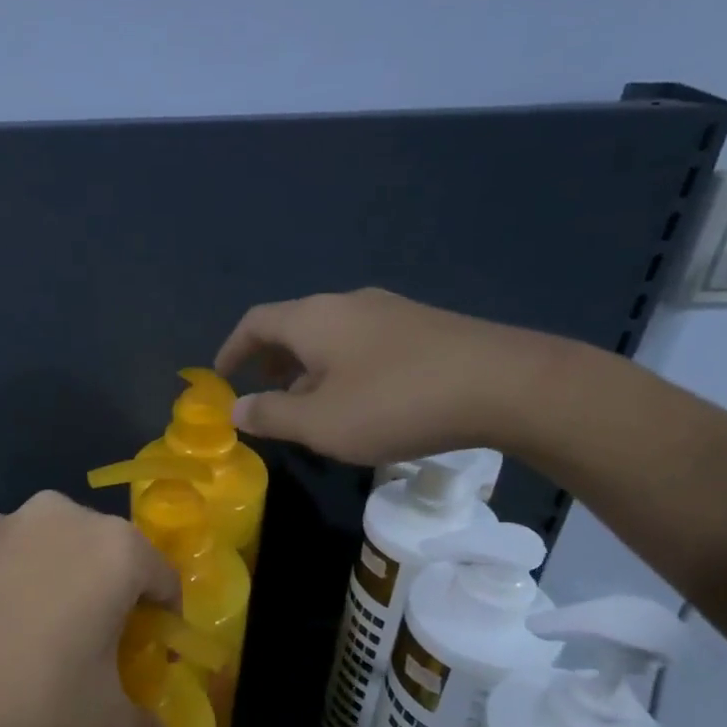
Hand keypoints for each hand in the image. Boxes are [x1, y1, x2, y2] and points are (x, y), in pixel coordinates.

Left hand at [0, 492, 178, 726]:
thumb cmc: (27, 696)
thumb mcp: (100, 725)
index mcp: (115, 548)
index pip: (163, 580)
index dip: (163, 623)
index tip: (148, 658)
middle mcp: (66, 517)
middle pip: (110, 560)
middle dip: (113, 602)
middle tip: (99, 655)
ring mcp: (9, 522)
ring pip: (59, 556)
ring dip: (65, 590)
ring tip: (44, 646)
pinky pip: (14, 561)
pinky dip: (20, 588)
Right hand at [215, 287, 560, 465]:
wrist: (506, 385)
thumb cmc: (395, 403)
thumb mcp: (320, 422)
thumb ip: (271, 415)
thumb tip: (236, 408)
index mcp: (314, 318)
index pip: (256, 322)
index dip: (232, 348)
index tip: (221, 374)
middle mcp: (347, 304)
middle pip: (293, 325)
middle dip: (270, 358)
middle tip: (262, 391)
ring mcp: (390, 312)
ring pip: (330, 336)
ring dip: (307, 366)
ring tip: (308, 404)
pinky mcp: (424, 328)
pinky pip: (363, 343)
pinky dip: (341, 367)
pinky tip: (359, 400)